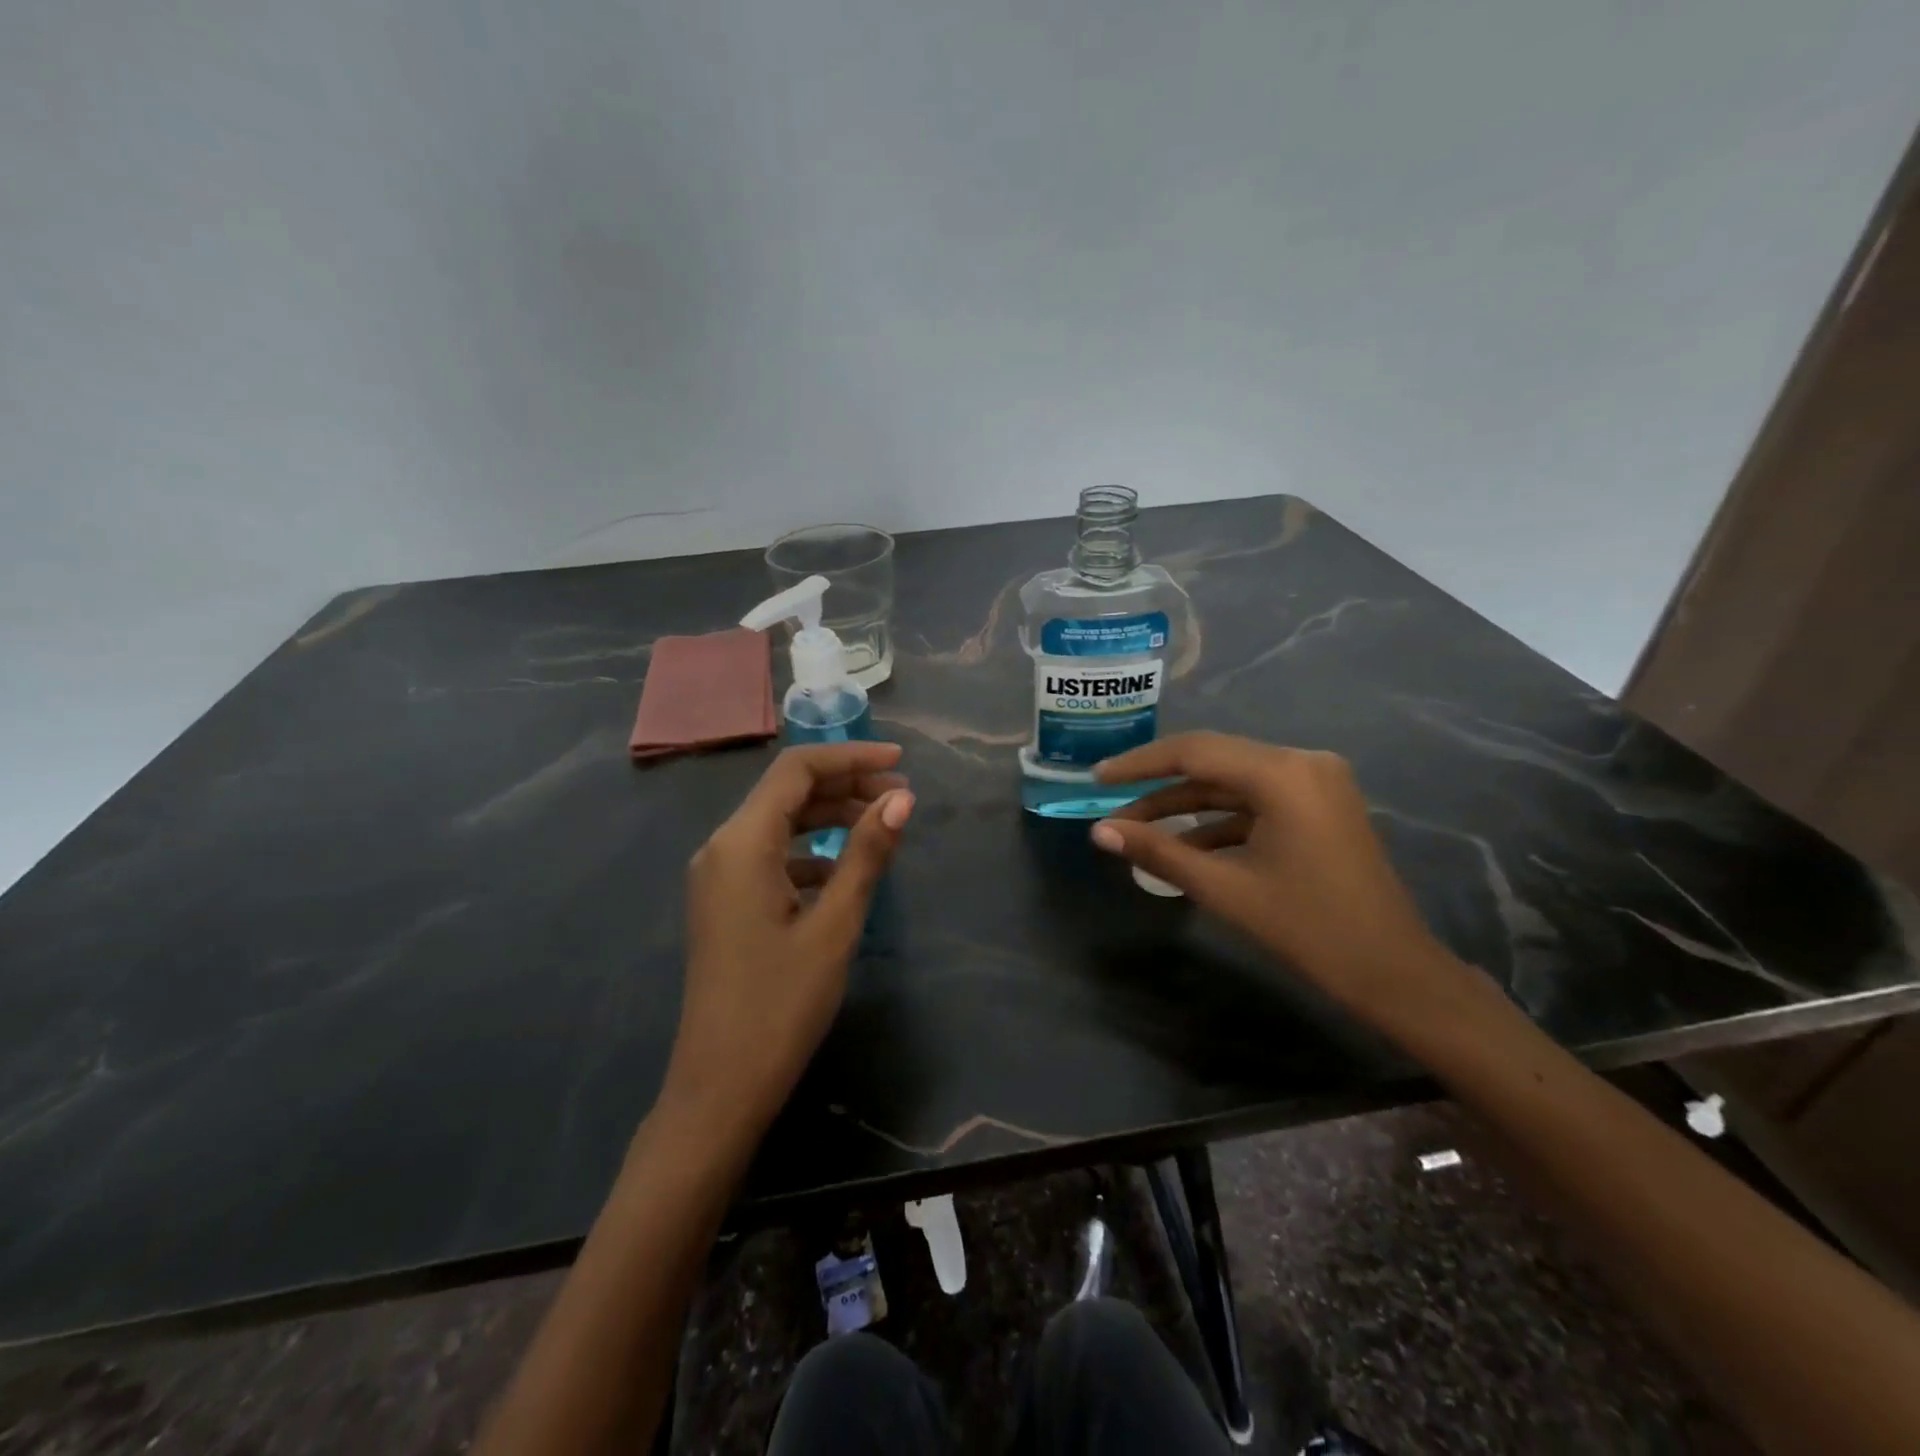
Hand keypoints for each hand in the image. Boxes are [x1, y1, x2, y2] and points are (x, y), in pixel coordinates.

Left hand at [662, 742, 913, 1141]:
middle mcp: (722, 847)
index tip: (900, 763)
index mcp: (741, 843)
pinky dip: (810, 850)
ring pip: (780, 822)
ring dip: (830, 816)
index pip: (797, 769)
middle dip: (846, 785)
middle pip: (787, 791)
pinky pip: (771, 855)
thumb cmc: (781, 1005)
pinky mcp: (725, 901)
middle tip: (901, 797)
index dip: (851, 757)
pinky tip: (844, 871)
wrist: (720, 1087)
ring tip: (882, 825)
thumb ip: (866, 853)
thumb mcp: (835, 924)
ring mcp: (718, 876)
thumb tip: (901, 799)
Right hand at [1091, 732, 1478, 1017]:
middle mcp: (1302, 763)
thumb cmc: (1309, 929)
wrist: (1393, 973)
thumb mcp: (1225, 889)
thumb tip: (1100, 832)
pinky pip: (1256, 802)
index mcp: (1284, 774)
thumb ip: (1158, 852)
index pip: (1195, 752)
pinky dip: (1219, 820)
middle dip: (1159, 786)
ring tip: (1137, 830)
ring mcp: (1316, 782)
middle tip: (1111, 800)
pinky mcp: (1319, 805)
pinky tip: (1183, 846)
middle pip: (1213, 761)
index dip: (1140, 764)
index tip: (1098, 777)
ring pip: (1232, 783)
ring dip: (1186, 806)